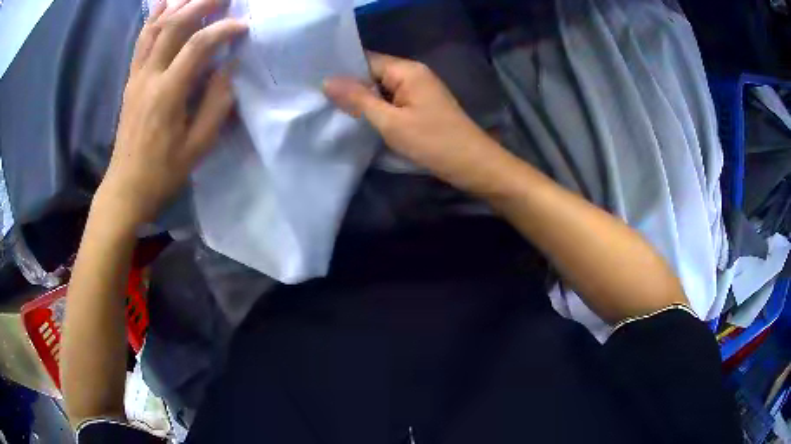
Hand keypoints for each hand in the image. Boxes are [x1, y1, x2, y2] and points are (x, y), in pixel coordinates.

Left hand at [97, 0, 246, 225]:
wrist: (126, 187)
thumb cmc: (163, 171)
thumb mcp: (198, 145)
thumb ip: (217, 103)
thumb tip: (230, 66)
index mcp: (167, 94)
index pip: (198, 45)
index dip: (223, 29)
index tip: (243, 26)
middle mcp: (149, 77)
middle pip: (174, 26)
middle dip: (202, 3)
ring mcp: (136, 76)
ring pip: (155, 28)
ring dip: (178, 5)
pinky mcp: (130, 80)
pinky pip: (140, 41)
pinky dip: (152, 18)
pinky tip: (163, 3)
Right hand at [323, 52, 503, 191]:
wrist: (474, 165)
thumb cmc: (434, 142)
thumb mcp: (391, 122)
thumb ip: (358, 100)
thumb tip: (327, 81)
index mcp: (408, 70)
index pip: (366, 60)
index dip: (343, 71)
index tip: (317, 85)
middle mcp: (414, 74)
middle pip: (373, 73)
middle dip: (351, 87)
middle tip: (321, 101)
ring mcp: (419, 90)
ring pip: (382, 89)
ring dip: (363, 100)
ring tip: (334, 110)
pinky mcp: (422, 106)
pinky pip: (393, 101)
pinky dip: (378, 109)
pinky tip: (360, 120)